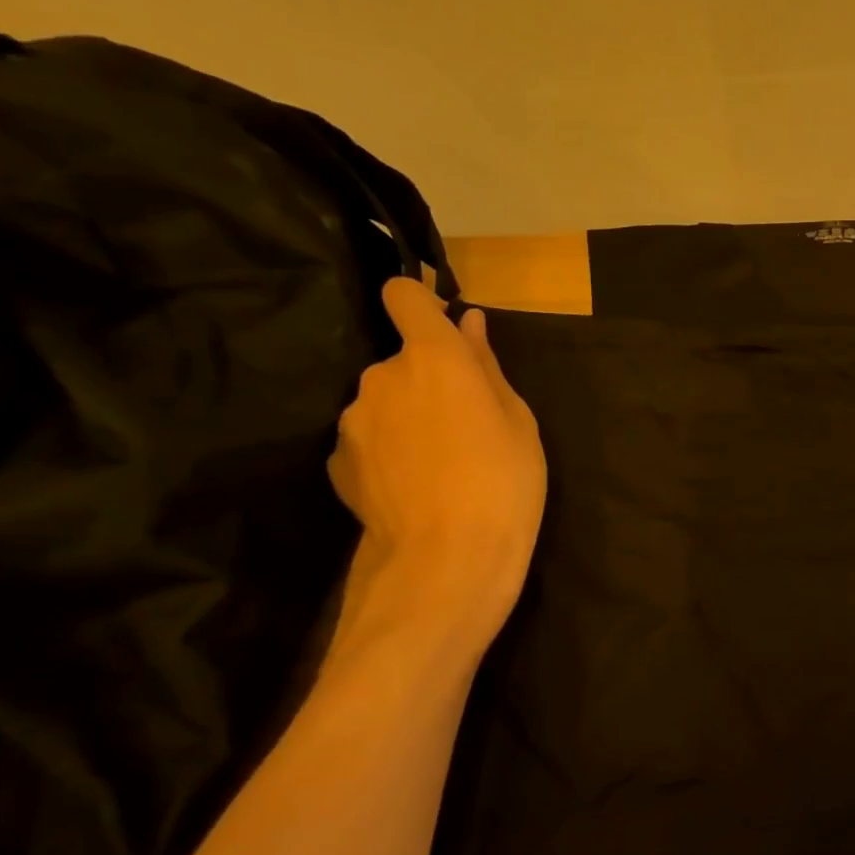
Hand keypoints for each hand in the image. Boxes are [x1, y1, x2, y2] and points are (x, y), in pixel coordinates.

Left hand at [328, 280, 545, 642]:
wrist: (448, 559)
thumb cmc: (504, 481)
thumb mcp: (518, 421)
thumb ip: (486, 366)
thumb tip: (468, 323)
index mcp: (433, 357)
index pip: (404, 296)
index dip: (421, 303)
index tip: (443, 329)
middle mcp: (381, 376)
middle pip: (401, 360)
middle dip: (428, 381)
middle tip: (465, 426)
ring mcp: (352, 420)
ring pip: (383, 402)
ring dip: (406, 417)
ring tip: (440, 464)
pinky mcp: (336, 461)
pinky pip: (368, 439)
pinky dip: (388, 451)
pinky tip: (414, 487)